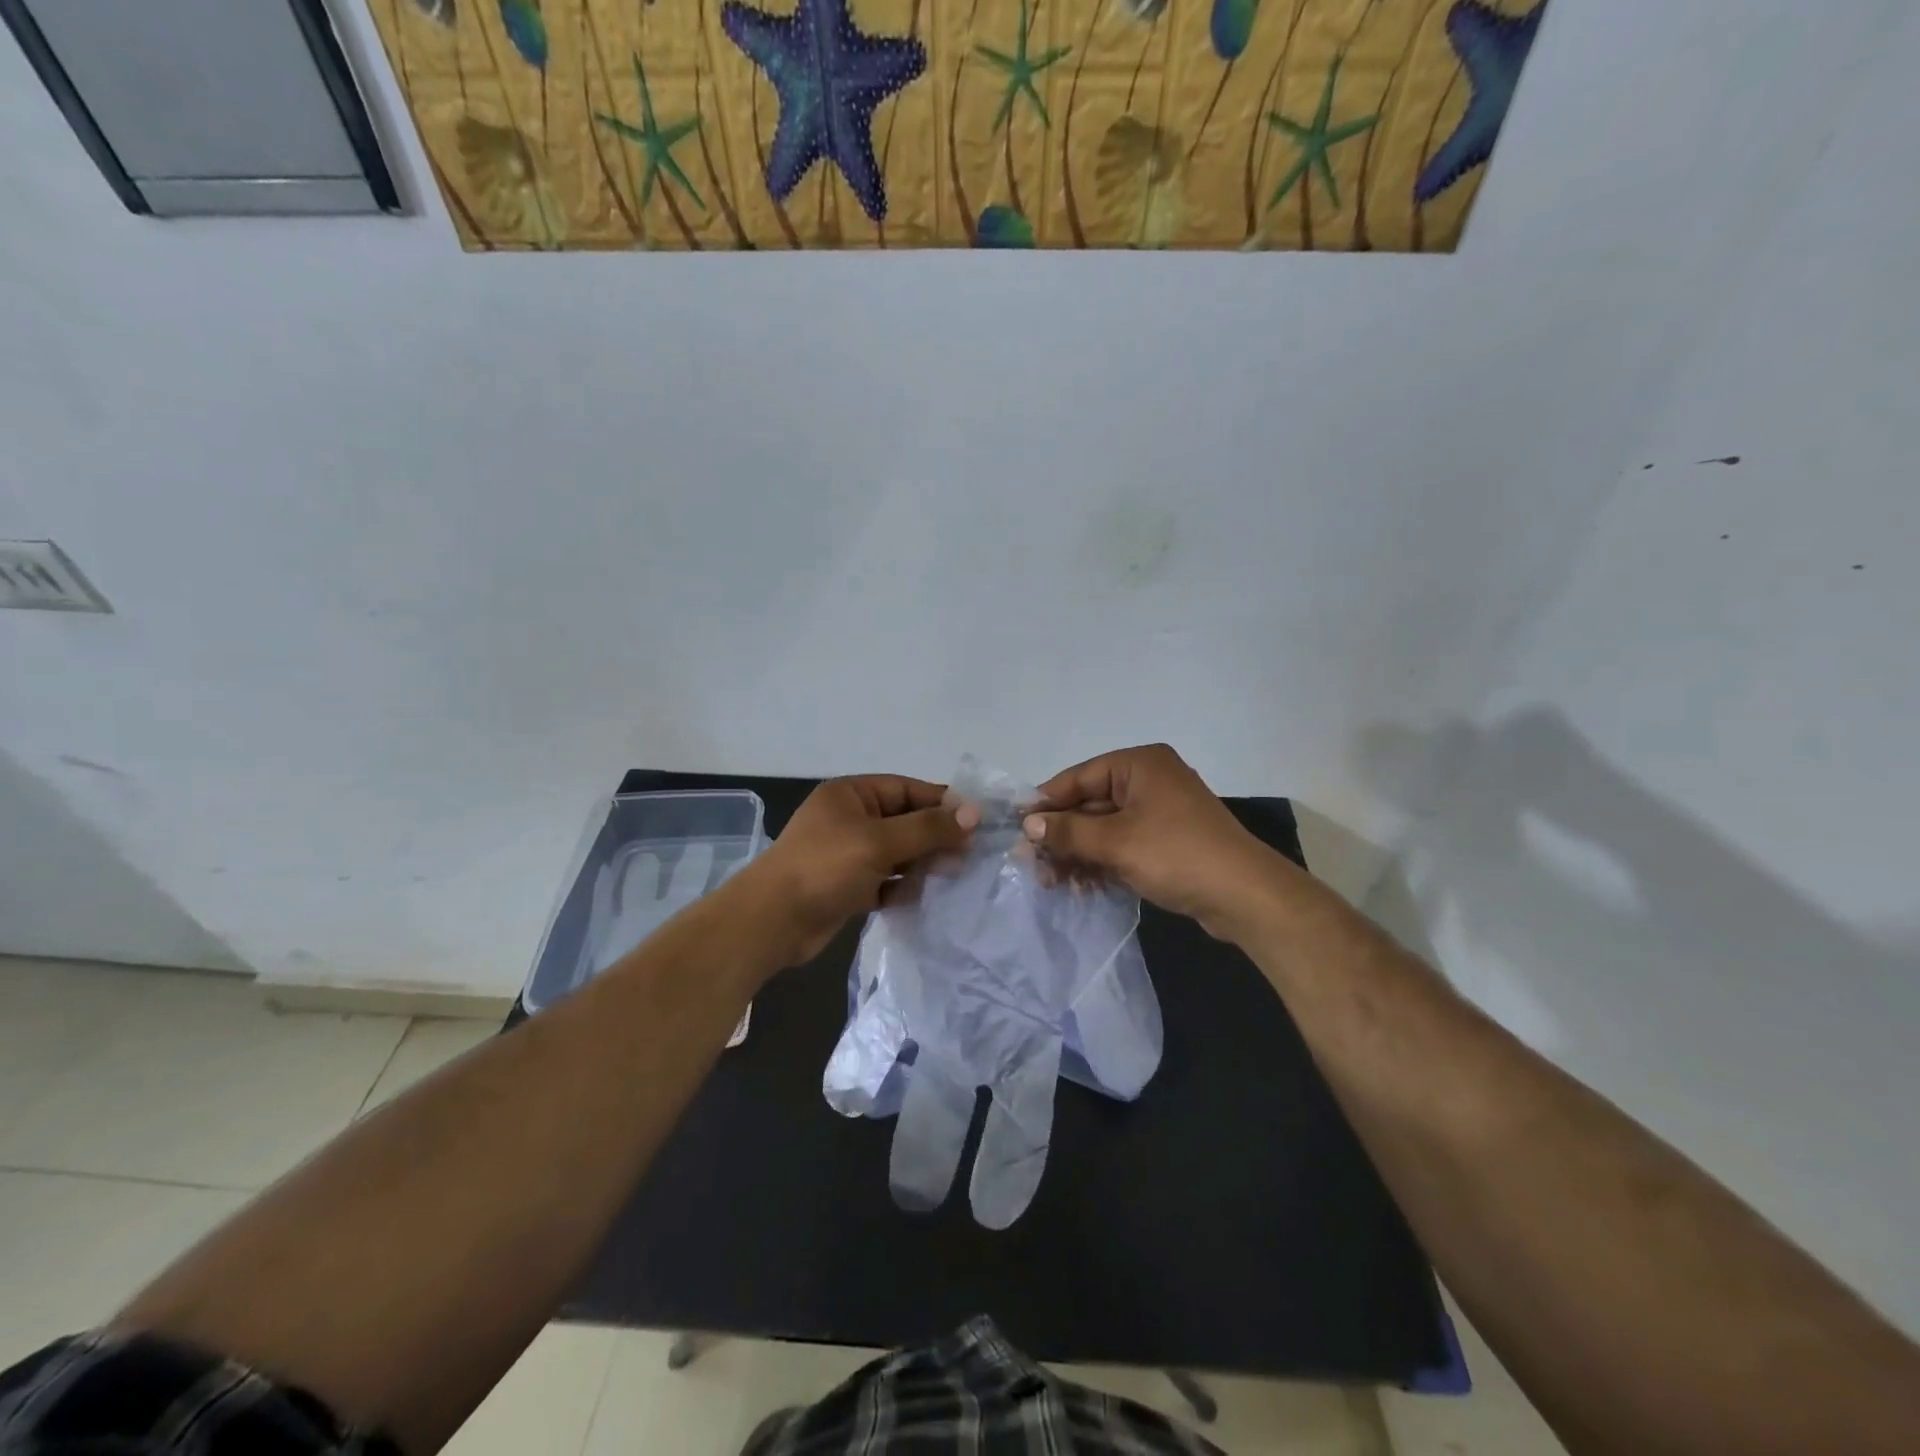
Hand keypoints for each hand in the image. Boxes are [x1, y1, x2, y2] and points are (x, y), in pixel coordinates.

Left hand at [743, 775, 977, 965]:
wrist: (772, 921)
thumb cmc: (825, 867)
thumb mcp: (880, 841)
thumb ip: (928, 828)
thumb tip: (974, 813)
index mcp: (851, 795)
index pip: (907, 790)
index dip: (942, 803)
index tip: (977, 820)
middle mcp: (850, 819)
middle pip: (905, 822)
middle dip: (936, 837)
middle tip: (971, 854)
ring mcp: (848, 854)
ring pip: (898, 853)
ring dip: (923, 864)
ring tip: (955, 876)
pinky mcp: (848, 887)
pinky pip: (886, 881)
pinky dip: (904, 888)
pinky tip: (927, 897)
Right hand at [1022, 744, 1277, 937]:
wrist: (1245, 896)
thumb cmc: (1177, 854)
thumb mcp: (1116, 842)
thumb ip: (1068, 832)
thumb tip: (1029, 825)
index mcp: (1139, 765)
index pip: (1079, 777)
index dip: (1046, 802)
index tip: (1017, 826)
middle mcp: (1149, 781)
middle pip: (1090, 804)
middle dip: (1061, 835)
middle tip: (1031, 863)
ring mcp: (1160, 812)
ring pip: (1104, 829)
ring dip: (1078, 854)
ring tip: (1052, 882)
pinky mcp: (1167, 841)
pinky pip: (1123, 845)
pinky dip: (1101, 862)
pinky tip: (1081, 887)